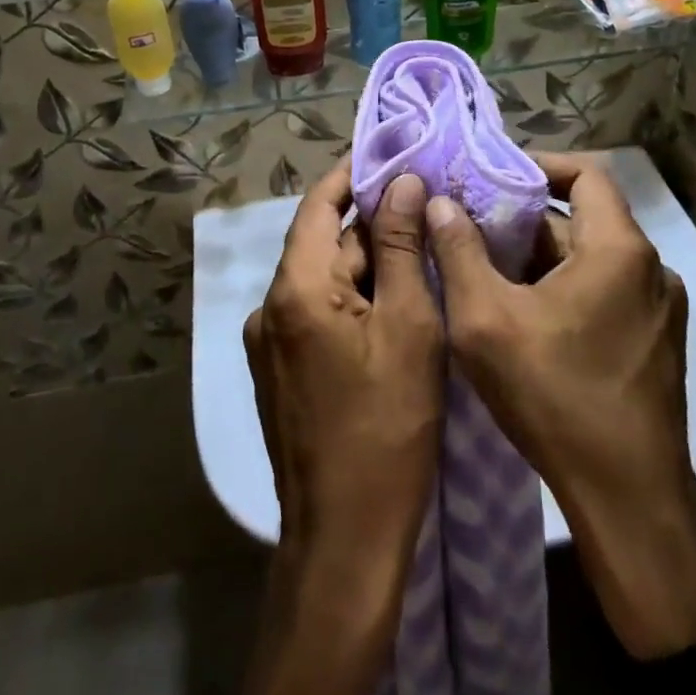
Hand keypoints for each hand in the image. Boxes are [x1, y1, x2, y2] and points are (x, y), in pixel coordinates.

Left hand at [244, 165, 442, 623]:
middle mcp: (268, 306)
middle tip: (427, 212)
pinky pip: (315, 313)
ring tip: (420, 256)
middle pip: (322, 243)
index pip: (318, 205)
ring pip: (322, 280)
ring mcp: (268, 342)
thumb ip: (401, 248)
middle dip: (372, 226)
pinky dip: (352, 300)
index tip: (393, 155)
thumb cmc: (387, 429)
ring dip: (365, 265)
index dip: (353, 175)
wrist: (344, 540)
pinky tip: (394, 308)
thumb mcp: (409, 328)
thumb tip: (404, 183)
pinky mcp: (278, 370)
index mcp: (294, 289)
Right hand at [427, 151, 695, 657]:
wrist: (629, 503)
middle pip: (582, 220)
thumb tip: (438, 201)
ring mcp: (659, 310)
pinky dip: (565, 290)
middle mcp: (651, 269)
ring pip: (591, 261)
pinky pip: (606, 293)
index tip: (492, 178)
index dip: (538, 166)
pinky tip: (524, 321)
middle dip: (525, 223)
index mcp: (619, 250)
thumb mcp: (485, 319)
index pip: (586, 173)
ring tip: (487, 277)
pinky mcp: (656, 344)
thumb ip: (457, 251)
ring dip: (541, 261)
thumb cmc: (554, 398)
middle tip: (472, 233)